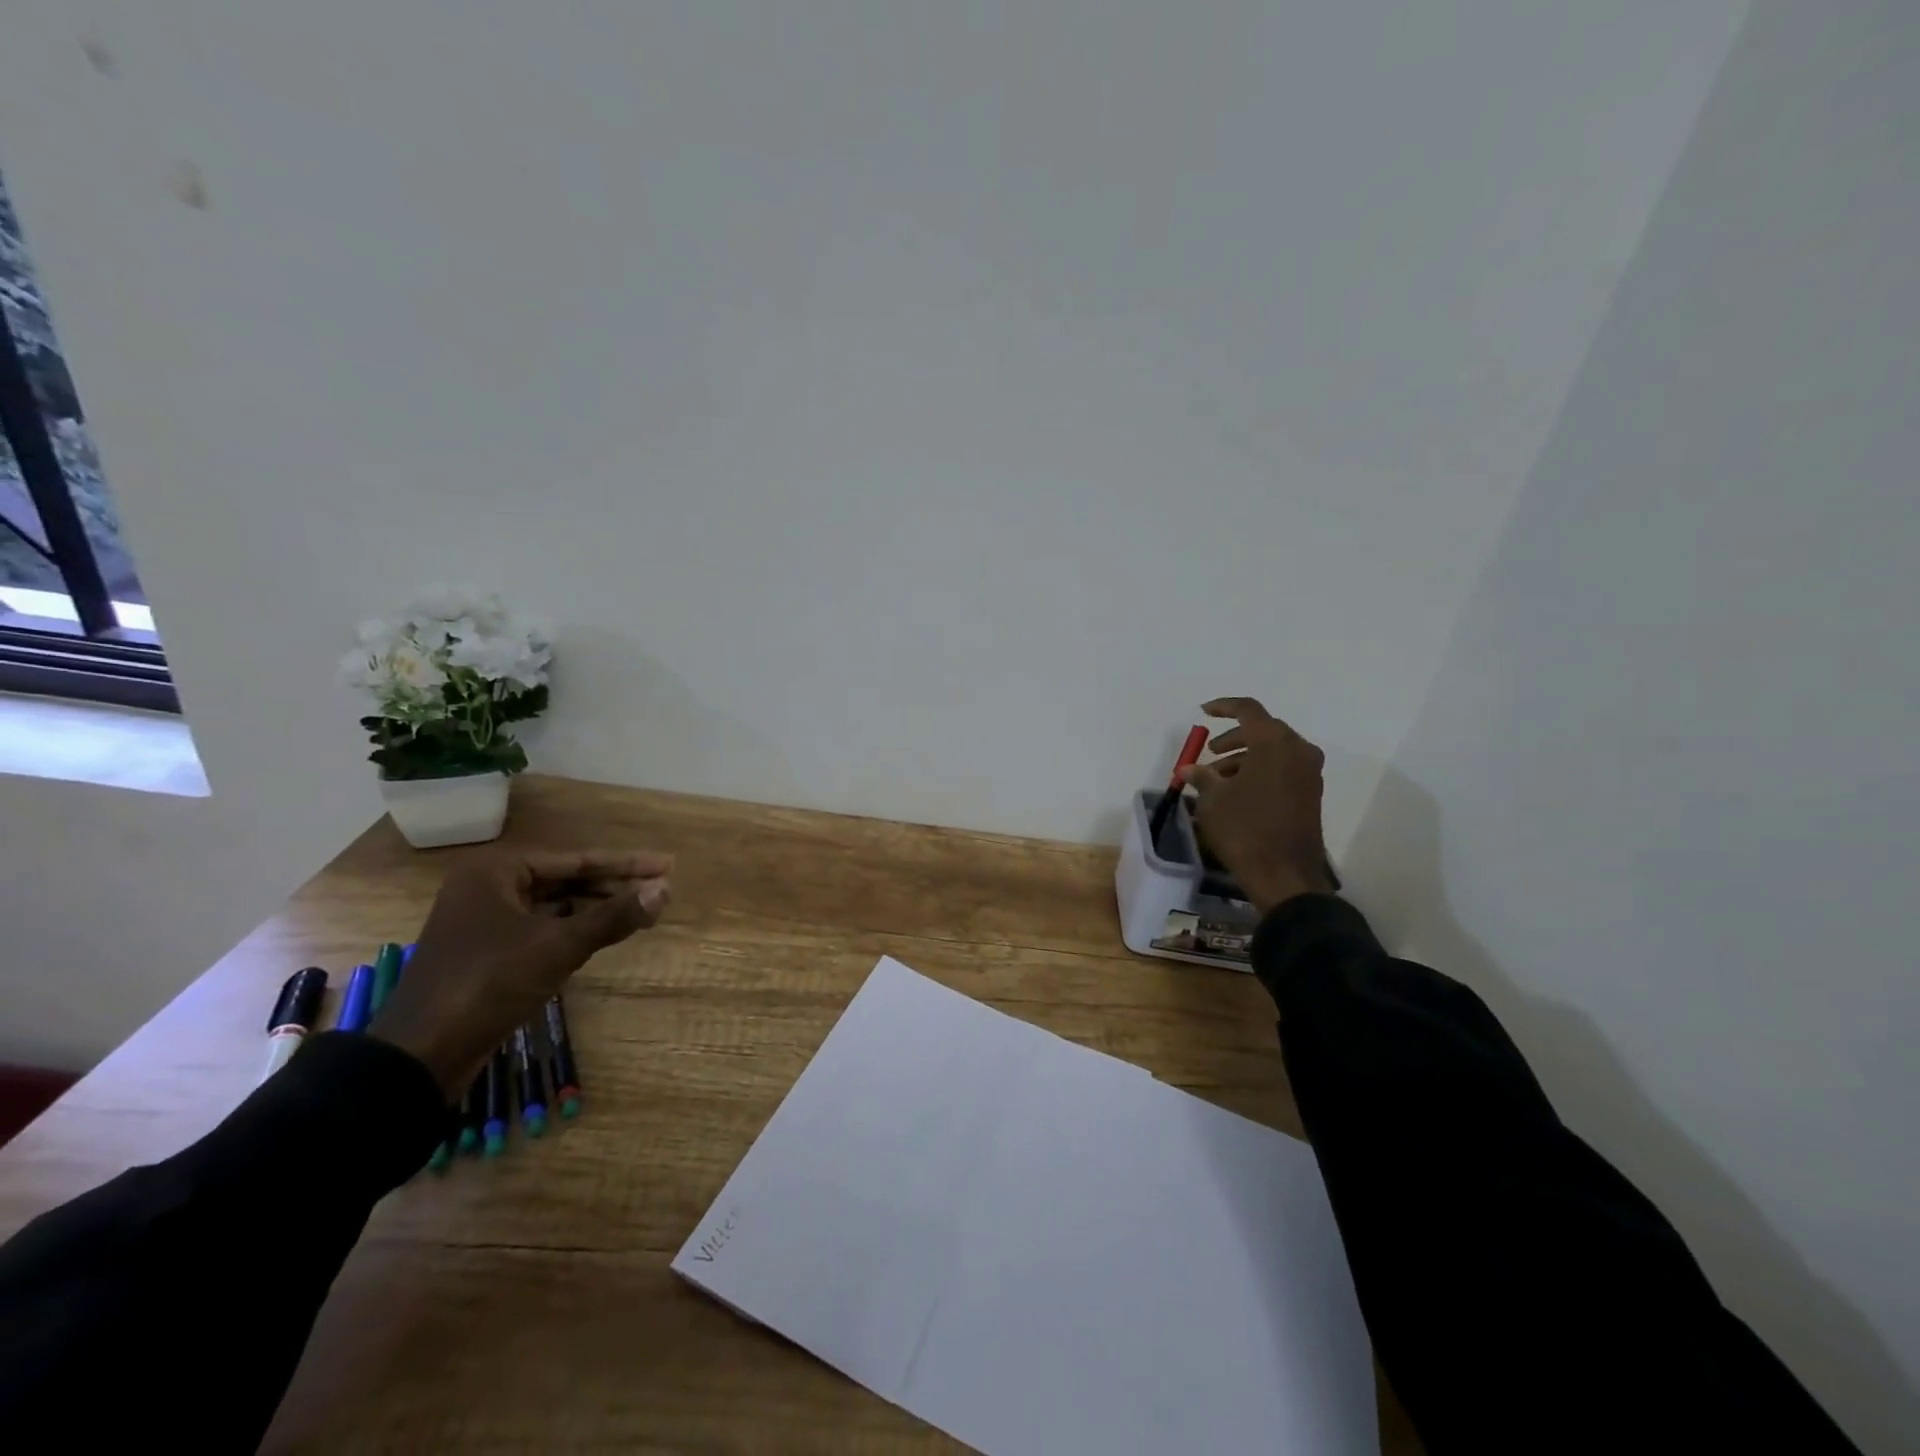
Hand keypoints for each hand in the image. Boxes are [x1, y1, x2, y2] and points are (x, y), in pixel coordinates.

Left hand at [369, 849, 671, 1098]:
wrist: (420, 1055)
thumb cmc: (489, 984)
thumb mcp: (558, 946)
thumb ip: (613, 916)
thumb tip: (665, 890)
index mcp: (497, 871)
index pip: (578, 860)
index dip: (627, 864)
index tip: (668, 864)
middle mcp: (488, 887)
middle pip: (566, 879)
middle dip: (613, 886)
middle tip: (659, 890)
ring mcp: (484, 920)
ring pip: (555, 905)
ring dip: (596, 908)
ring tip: (640, 911)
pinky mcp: (487, 951)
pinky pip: (541, 928)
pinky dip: (574, 929)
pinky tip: (603, 935)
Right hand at [1187, 697, 1336, 913]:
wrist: (1284, 874)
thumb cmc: (1244, 828)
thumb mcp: (1213, 800)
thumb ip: (1201, 777)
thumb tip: (1189, 769)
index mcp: (1273, 742)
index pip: (1248, 710)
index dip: (1223, 707)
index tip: (1203, 712)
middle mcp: (1297, 750)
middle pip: (1263, 730)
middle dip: (1233, 738)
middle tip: (1211, 753)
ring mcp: (1309, 773)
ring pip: (1273, 751)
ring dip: (1245, 757)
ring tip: (1218, 779)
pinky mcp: (1311, 794)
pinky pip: (1283, 769)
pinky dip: (1260, 771)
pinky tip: (1237, 792)